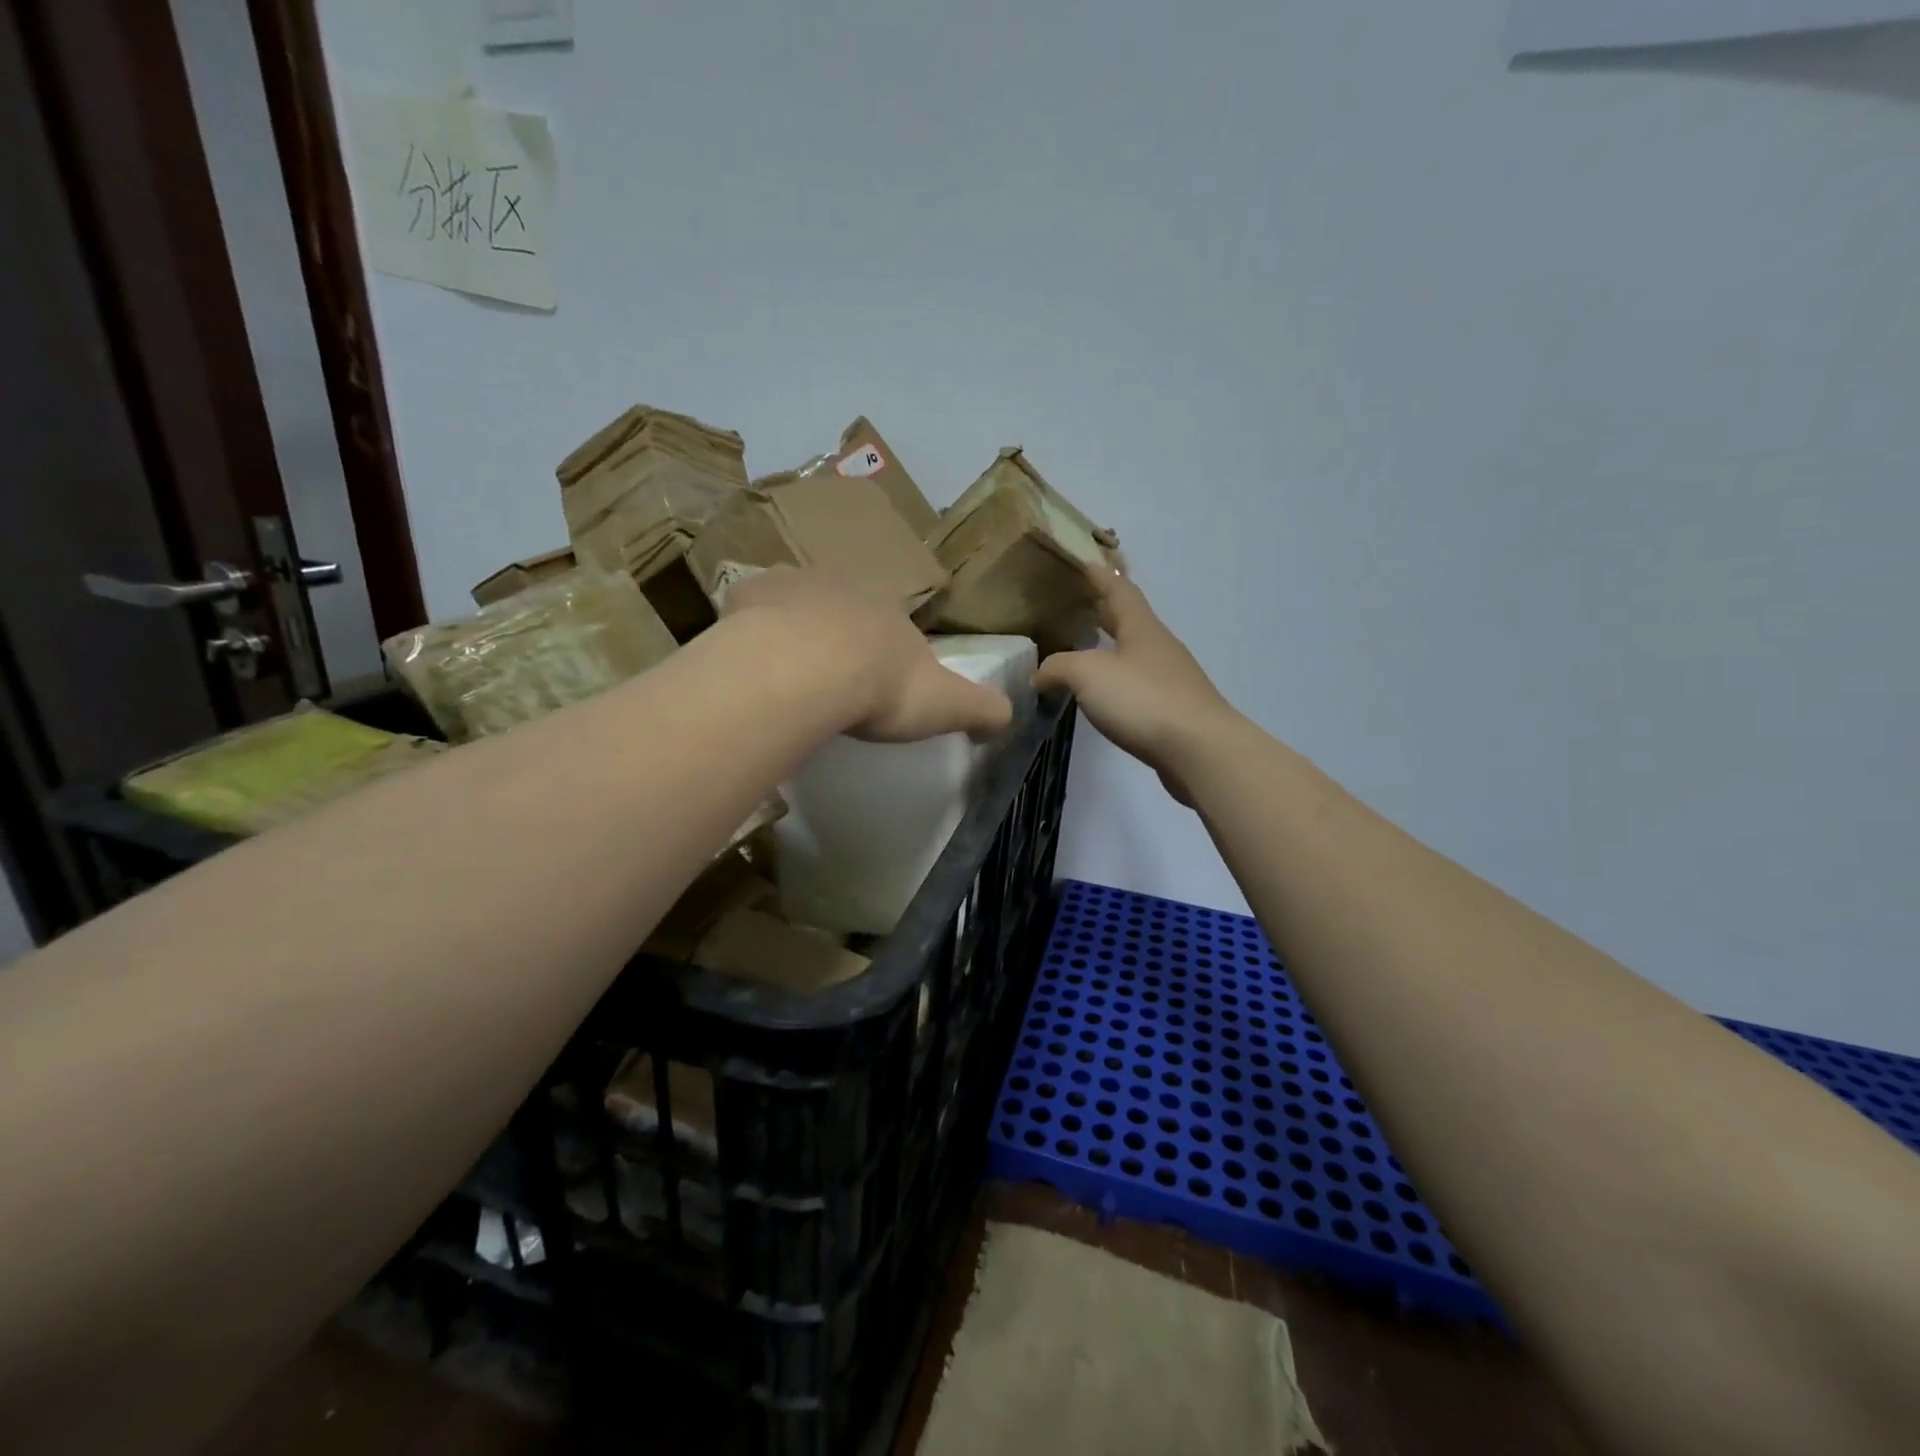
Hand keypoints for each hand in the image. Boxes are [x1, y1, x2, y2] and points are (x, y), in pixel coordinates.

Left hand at [723, 568, 1012, 742]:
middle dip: (840, 636)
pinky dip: (752, 629)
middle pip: (844, 608)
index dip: (886, 651)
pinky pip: (751, 609)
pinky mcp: (748, 596)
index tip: (877, 683)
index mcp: (890, 608)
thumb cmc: (880, 686)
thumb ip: (983, 710)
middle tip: (831, 681)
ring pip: (796, 603)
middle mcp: (844, 585)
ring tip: (788, 674)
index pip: (894, 622)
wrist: (806, 670)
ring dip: (795, 630)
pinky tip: (750, 660)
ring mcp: (793, 585)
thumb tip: (1008, 718)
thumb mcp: (947, 704)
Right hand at [1034, 568, 1238, 804]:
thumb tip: (1040, 676)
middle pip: (1130, 620)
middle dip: (1106, 610)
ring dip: (1113, 648)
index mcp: (1141, 628)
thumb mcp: (1087, 674)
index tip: (1087, 561)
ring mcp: (1171, 680)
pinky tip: (1106, 695)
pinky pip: (1139, 686)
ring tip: (1086, 651)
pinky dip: (1119, 682)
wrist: (1199, 750)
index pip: (1119, 590)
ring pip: (1135, 654)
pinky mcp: (1173, 710)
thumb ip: (1057, 668)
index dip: (1101, 575)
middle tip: (1080, 603)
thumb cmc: (1143, 699)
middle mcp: (1159, 647)